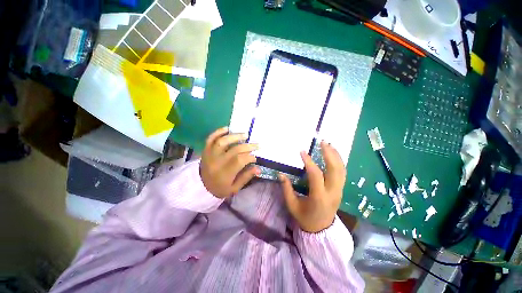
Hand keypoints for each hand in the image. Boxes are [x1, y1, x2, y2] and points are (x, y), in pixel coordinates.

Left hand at [200, 127, 259, 198]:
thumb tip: (258, 168)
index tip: (255, 158)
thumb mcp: (234, 188)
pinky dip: (218, 132)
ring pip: (222, 141)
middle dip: (247, 146)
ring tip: (245, 135)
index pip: (239, 160)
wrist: (200, 187)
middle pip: (234, 150)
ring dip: (235, 136)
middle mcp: (217, 162)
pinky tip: (228, 129)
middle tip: (256, 145)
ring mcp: (210, 154)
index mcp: (224, 173)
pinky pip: (210, 138)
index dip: (249, 157)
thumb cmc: (220, 188)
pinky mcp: (205, 150)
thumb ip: (246, 177)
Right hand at [279, 141, 345, 232]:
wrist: (321, 230)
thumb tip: (280, 174)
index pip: (316, 175)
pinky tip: (333, 154)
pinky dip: (339, 162)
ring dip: (336, 156)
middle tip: (322, 142)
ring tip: (328, 144)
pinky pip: (342, 173)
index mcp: (319, 197)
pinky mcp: (341, 190)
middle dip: (329, 154)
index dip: (309, 162)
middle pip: (335, 170)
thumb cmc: (305, 218)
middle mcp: (332, 192)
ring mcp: (339, 191)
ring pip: (341, 170)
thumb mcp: (292, 206)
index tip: (302, 152)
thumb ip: (286, 189)